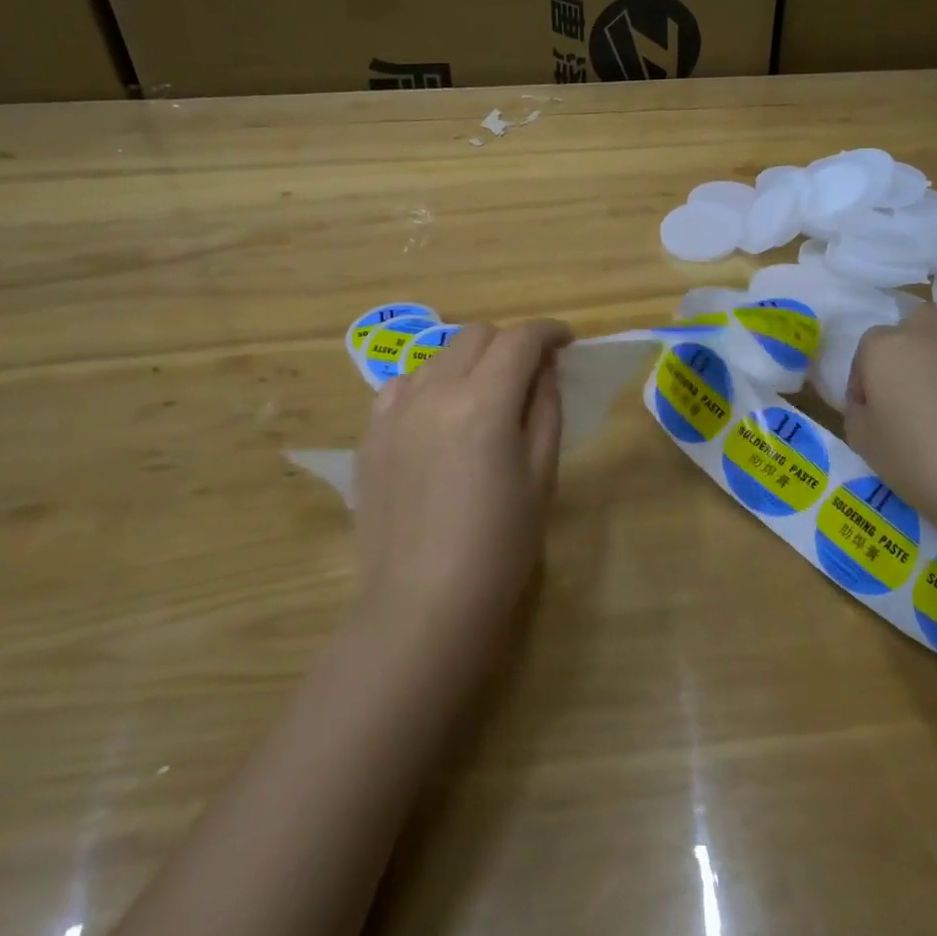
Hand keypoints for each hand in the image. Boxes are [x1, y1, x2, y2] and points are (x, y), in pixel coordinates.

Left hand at [351, 320, 572, 647]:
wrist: (422, 604)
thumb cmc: (498, 545)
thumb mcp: (541, 475)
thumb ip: (545, 408)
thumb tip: (544, 367)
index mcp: (483, 402)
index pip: (520, 340)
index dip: (549, 331)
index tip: (566, 341)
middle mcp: (434, 391)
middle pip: (476, 336)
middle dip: (510, 343)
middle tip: (528, 373)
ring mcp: (394, 410)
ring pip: (438, 356)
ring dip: (469, 362)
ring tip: (483, 397)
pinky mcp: (370, 434)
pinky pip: (403, 385)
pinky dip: (430, 385)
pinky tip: (439, 417)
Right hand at [845, 304, 936, 553]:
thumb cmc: (921, 462)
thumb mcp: (864, 444)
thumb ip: (859, 411)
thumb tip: (872, 402)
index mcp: (888, 347)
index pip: (867, 348)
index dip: (865, 379)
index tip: (871, 410)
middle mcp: (934, 333)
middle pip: (917, 322)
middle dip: (911, 346)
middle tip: (913, 387)